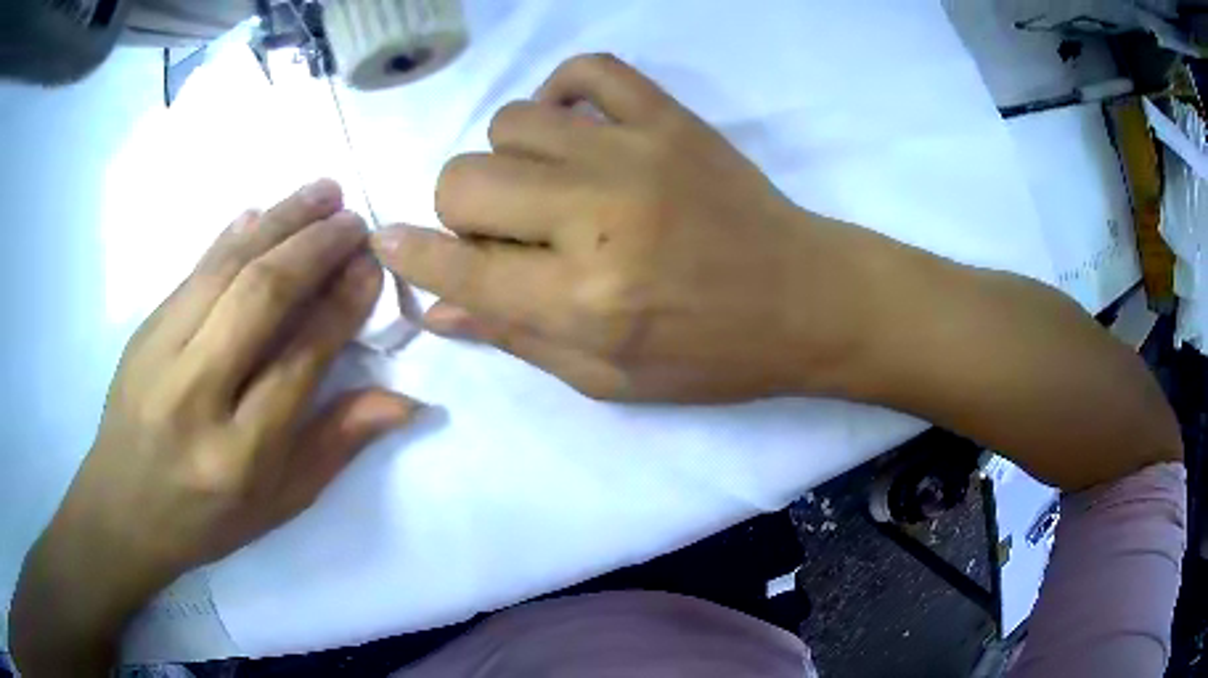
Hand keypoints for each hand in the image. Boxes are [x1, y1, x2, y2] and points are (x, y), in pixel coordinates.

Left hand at [11, 180, 421, 675]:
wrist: (123, 509)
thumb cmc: (207, 519)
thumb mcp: (280, 502)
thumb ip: (337, 444)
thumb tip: (405, 402)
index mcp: (239, 455)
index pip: (300, 359)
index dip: (342, 305)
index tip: (370, 267)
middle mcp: (196, 395)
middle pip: (260, 298)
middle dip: (314, 247)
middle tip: (353, 220)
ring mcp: (160, 354)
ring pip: (225, 267)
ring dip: (279, 220)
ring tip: (322, 192)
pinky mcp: (142, 330)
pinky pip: (193, 270)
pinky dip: (232, 235)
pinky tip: (262, 212)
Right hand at [374, 54, 865, 401]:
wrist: (804, 299)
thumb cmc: (710, 355)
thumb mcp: (609, 377)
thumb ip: (515, 338)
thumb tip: (435, 308)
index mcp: (584, 301)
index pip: (460, 268)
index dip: (411, 255)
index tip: (388, 242)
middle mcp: (597, 218)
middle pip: (465, 180)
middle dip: (460, 212)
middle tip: (501, 233)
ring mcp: (635, 153)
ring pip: (511, 122)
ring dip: (507, 160)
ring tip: (543, 186)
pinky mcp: (669, 117)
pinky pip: (588, 69)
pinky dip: (560, 93)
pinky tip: (571, 130)